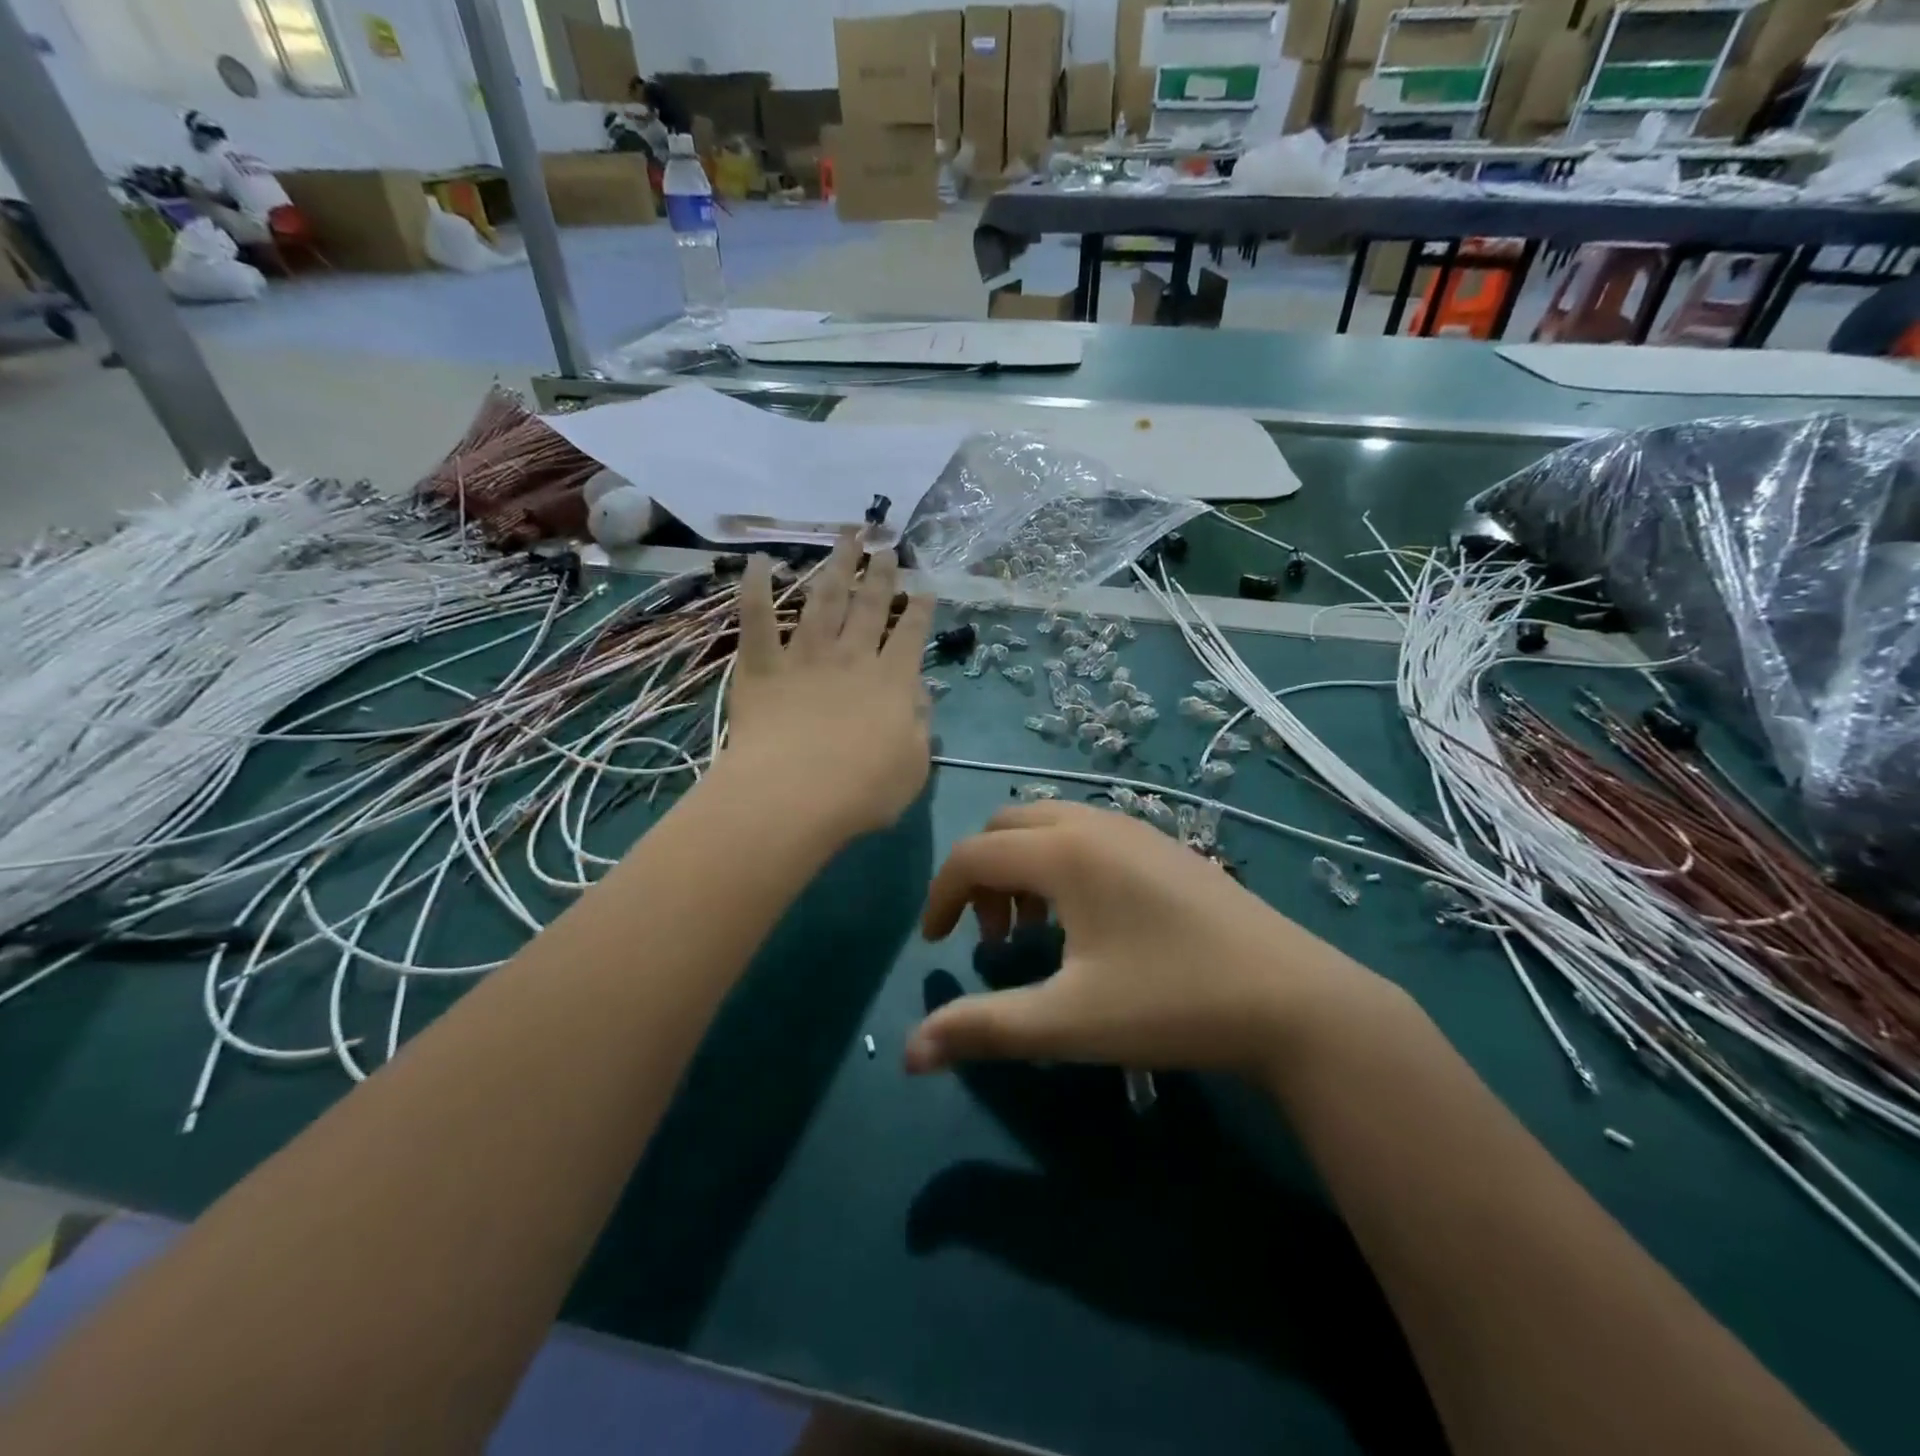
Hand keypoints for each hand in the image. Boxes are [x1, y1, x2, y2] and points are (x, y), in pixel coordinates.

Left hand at [723, 533, 934, 839]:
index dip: (919, 611)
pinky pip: (756, 619)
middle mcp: (852, 658)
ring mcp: (805, 657)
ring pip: (823, 600)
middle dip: (880, 576)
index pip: (910, 636)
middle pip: (869, 607)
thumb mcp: (913, 766)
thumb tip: (918, 694)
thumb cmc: (862, 790)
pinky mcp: (762, 666)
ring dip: (836, 567)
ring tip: (846, 537)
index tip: (924, 589)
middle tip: (886, 548)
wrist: (793, 795)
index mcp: (892, 682)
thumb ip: (919, 725)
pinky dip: (755, 587)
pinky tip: (758, 560)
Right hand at [906, 801, 1391, 1076]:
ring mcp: (1134, 829)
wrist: (1292, 999)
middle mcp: (1094, 824)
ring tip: (1034, 933)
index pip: (972, 855)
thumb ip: (984, 1029)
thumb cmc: (1171, 1003)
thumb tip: (910, 1053)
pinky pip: (1086, 834)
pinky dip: (1059, 864)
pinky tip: (1086, 922)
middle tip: (990, 938)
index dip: (940, 897)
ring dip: (1021, 868)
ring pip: (1048, 826)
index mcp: (1064, 851)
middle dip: (981, 876)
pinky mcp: (1163, 845)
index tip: (935, 947)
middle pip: (1005, 827)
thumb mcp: (1068, 1021)